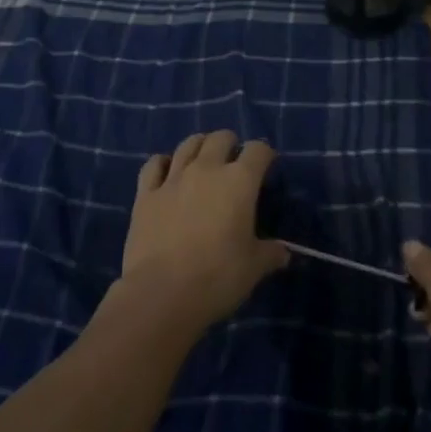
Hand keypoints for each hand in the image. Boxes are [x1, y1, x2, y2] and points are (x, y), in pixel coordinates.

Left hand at [118, 130, 289, 332]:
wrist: (161, 294)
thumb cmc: (217, 277)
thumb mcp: (254, 268)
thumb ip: (270, 253)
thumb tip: (284, 252)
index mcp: (239, 181)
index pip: (258, 150)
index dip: (264, 154)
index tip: (266, 166)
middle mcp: (206, 169)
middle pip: (221, 138)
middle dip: (230, 144)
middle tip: (233, 163)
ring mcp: (173, 178)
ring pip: (188, 144)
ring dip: (200, 146)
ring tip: (203, 159)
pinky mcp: (146, 193)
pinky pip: (154, 164)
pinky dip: (163, 163)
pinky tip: (167, 172)